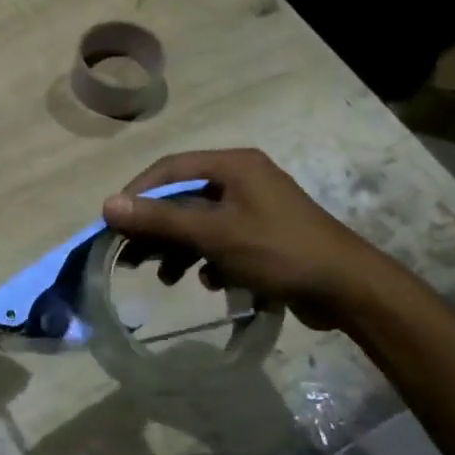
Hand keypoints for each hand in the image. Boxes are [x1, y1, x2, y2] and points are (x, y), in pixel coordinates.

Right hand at [101, 149, 389, 327]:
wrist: (348, 289)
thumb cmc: (278, 251)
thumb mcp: (213, 234)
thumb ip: (160, 219)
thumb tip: (106, 205)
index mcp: (233, 165)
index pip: (169, 169)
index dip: (138, 194)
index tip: (115, 222)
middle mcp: (242, 178)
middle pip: (183, 197)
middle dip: (156, 228)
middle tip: (131, 256)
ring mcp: (255, 207)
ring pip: (200, 222)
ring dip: (179, 248)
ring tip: (164, 277)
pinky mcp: (263, 234)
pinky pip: (221, 239)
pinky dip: (206, 258)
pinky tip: (206, 281)